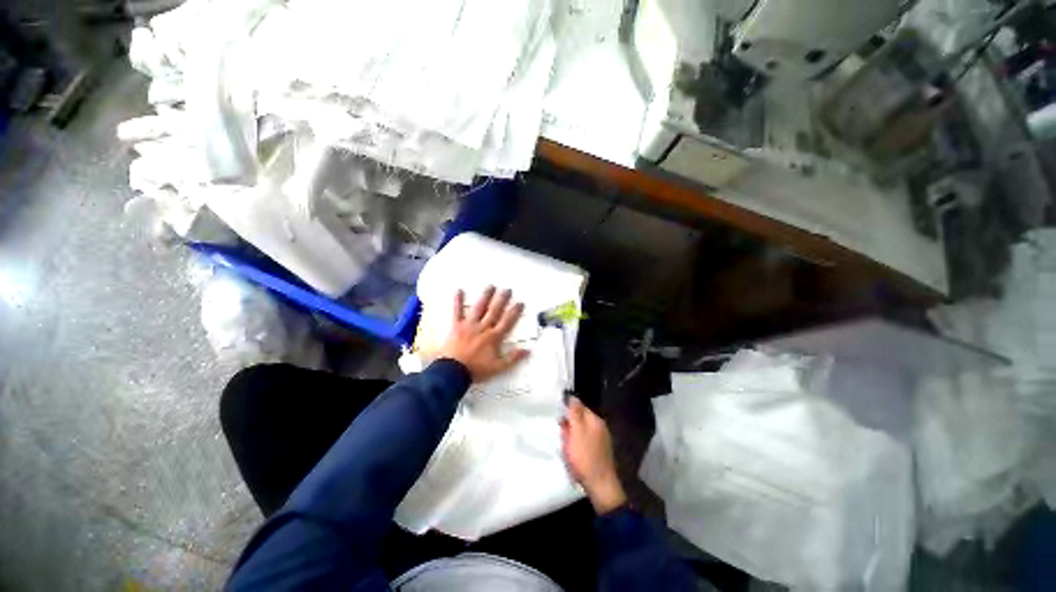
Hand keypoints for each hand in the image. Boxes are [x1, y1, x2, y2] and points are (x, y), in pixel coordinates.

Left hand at [436, 286, 528, 382]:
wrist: (453, 372)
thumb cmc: (476, 370)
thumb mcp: (497, 367)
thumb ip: (512, 358)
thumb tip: (528, 351)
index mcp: (494, 337)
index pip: (507, 321)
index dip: (514, 312)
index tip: (520, 302)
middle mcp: (483, 327)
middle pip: (495, 311)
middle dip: (502, 299)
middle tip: (507, 289)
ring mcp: (469, 325)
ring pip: (479, 308)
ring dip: (486, 296)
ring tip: (491, 286)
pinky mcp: (456, 326)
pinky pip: (457, 311)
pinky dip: (458, 301)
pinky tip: (459, 290)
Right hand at [561, 397, 627, 514]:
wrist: (600, 486)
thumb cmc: (585, 458)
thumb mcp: (576, 432)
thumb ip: (575, 413)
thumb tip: (572, 397)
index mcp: (595, 420)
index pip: (579, 406)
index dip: (567, 410)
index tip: (558, 417)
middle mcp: (600, 426)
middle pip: (580, 418)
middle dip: (569, 424)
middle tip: (561, 434)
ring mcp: (601, 439)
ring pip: (581, 430)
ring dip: (572, 435)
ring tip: (565, 445)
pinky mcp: (599, 451)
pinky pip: (584, 441)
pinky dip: (577, 444)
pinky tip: (573, 453)